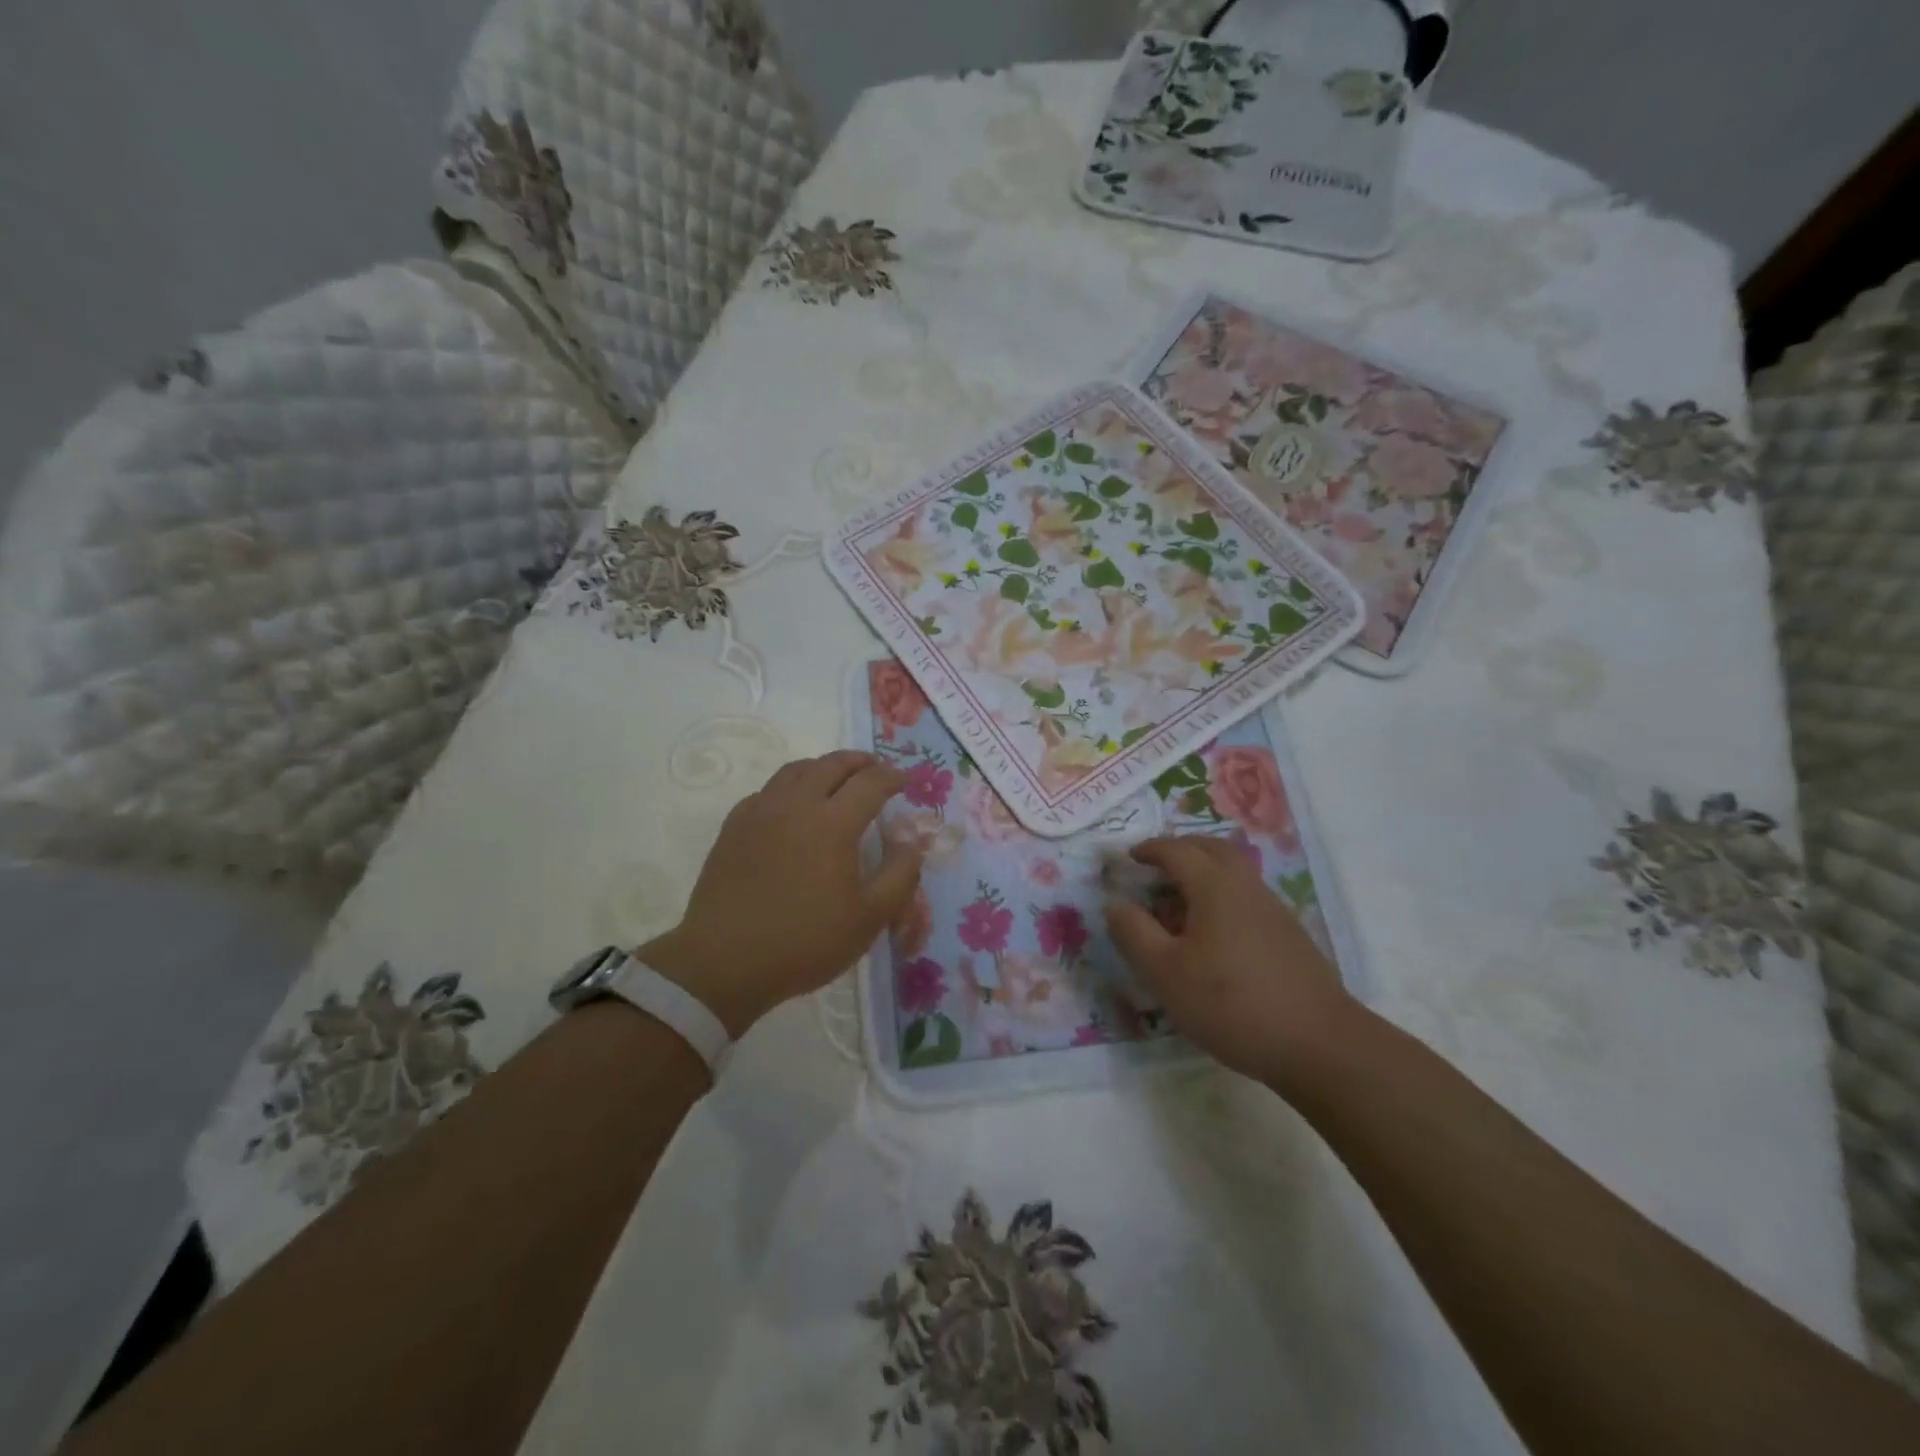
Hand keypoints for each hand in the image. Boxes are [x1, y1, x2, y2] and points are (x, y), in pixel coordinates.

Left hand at [638, 751, 921, 1037]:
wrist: (724, 963)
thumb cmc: (805, 942)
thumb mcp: (869, 918)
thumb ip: (900, 875)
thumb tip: (913, 842)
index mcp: (833, 823)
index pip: (870, 783)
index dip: (893, 777)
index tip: (905, 780)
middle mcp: (796, 805)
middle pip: (832, 765)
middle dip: (859, 762)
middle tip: (875, 769)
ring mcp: (760, 812)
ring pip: (796, 770)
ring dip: (823, 767)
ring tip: (836, 779)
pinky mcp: (734, 827)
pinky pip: (767, 791)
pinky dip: (790, 787)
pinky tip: (792, 807)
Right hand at [1104, 836, 1353, 1089]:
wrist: (1318, 1043)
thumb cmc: (1230, 1003)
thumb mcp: (1165, 972)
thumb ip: (1134, 933)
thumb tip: (1114, 903)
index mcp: (1214, 886)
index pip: (1177, 850)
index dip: (1149, 850)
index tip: (1128, 858)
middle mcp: (1246, 886)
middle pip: (1212, 849)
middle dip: (1181, 849)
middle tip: (1155, 866)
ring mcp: (1273, 909)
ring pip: (1234, 872)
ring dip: (1204, 873)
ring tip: (1179, 903)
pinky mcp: (1289, 935)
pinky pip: (1246, 897)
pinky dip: (1222, 896)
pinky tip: (1213, 934)